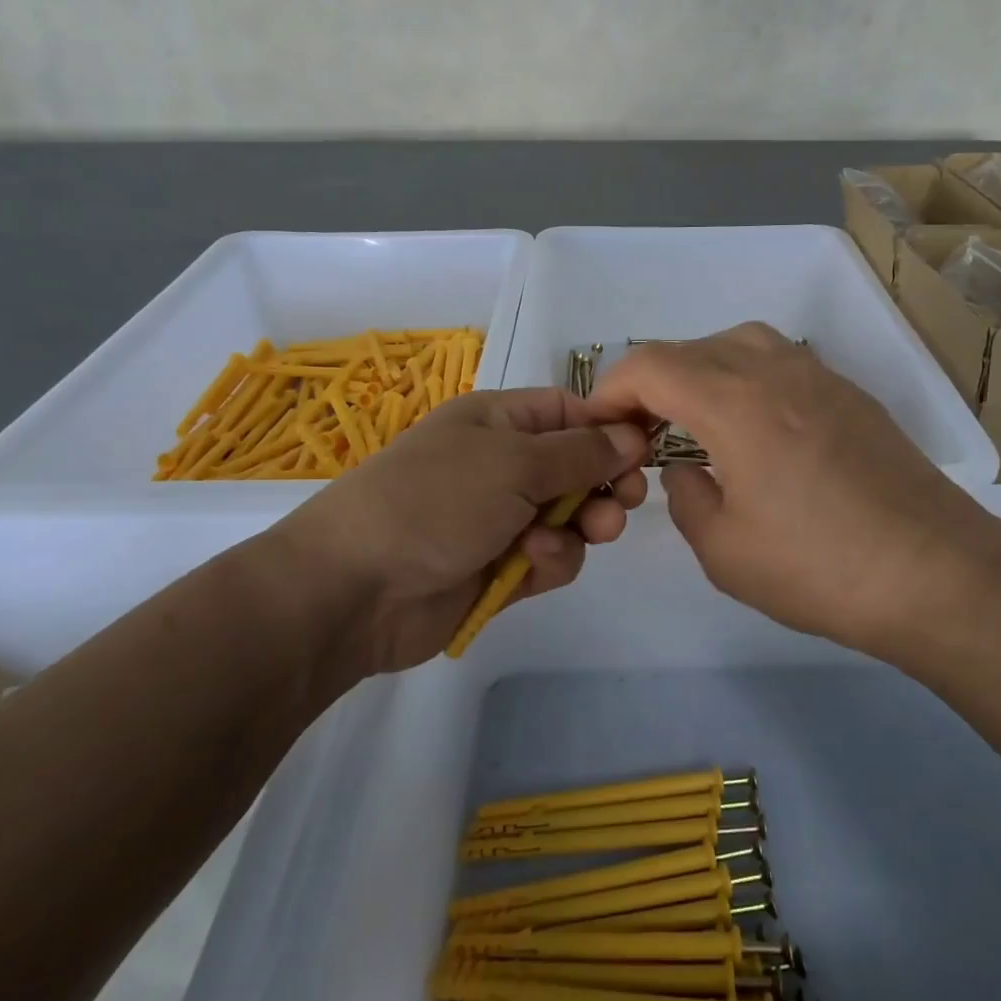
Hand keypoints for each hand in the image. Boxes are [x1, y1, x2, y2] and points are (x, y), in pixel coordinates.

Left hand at [251, 389, 648, 676]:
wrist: (355, 589)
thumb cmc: (435, 500)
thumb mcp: (513, 462)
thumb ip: (580, 452)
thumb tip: (633, 435)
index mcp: (499, 421)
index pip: (569, 412)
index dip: (609, 429)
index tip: (645, 452)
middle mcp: (502, 464)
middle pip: (577, 467)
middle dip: (605, 483)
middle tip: (623, 500)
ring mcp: (501, 518)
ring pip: (571, 517)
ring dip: (582, 526)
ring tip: (584, 532)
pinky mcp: (501, 568)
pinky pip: (551, 557)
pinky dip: (551, 558)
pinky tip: (532, 562)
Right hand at [584, 323, 1000, 658]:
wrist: (938, 574)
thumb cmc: (820, 568)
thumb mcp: (724, 550)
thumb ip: (686, 497)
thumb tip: (688, 469)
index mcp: (734, 401)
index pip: (651, 364)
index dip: (612, 387)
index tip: (601, 425)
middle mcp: (775, 370)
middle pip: (692, 347)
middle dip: (652, 382)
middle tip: (642, 431)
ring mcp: (820, 376)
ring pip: (740, 343)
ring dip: (702, 371)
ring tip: (694, 420)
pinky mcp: (852, 395)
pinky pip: (780, 362)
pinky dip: (746, 379)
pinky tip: (755, 428)